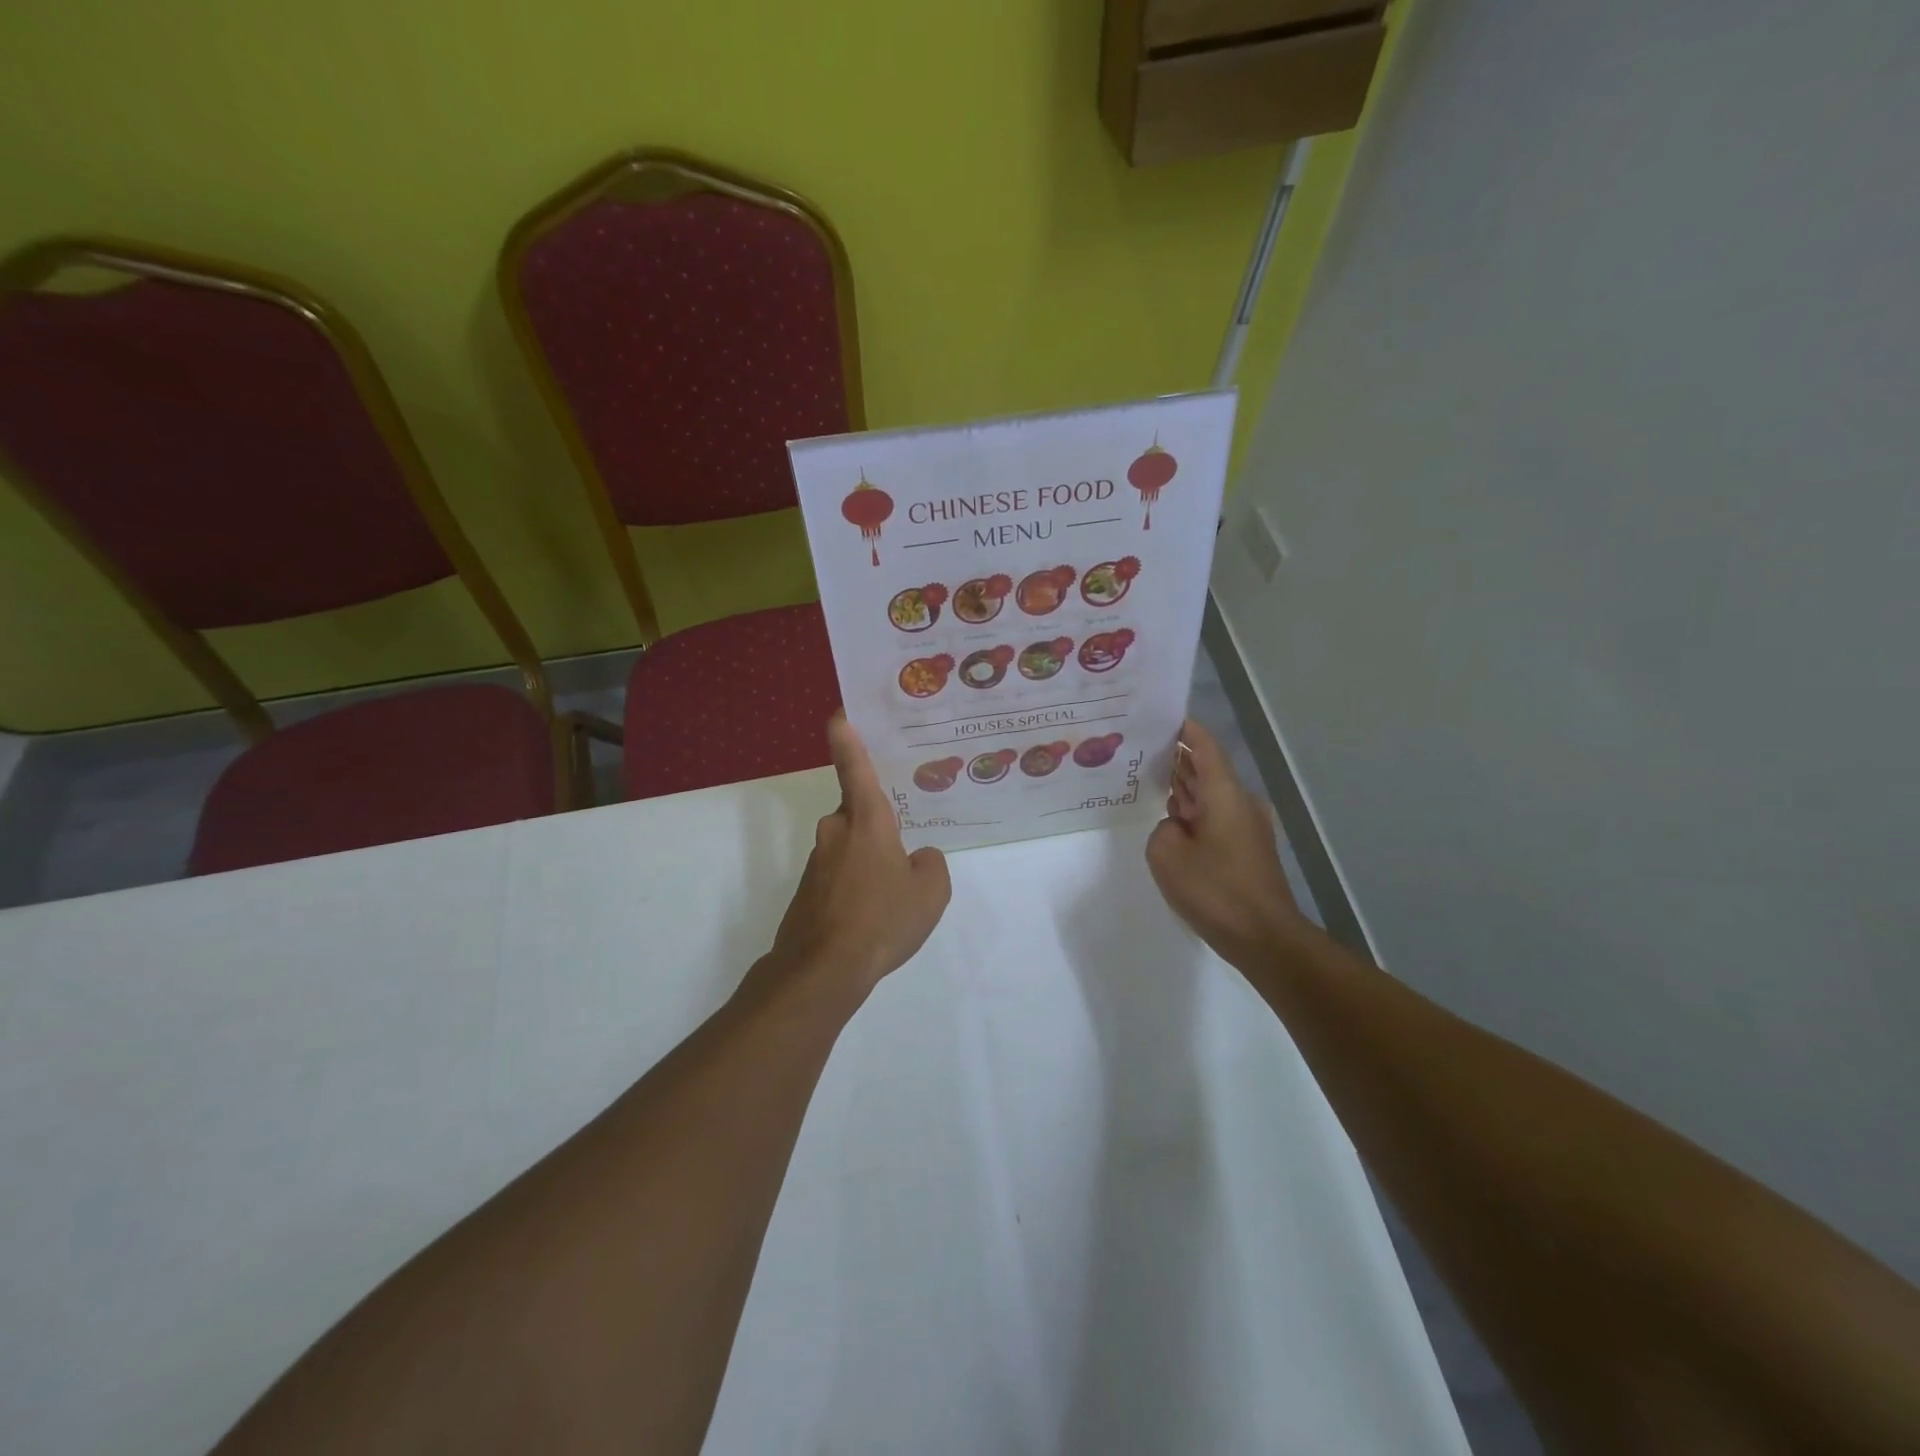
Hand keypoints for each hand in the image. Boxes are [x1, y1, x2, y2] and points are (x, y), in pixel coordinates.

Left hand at [759, 712, 951, 1004]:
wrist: (823, 969)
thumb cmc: (882, 919)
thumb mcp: (930, 892)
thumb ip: (930, 865)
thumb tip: (917, 859)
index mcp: (867, 820)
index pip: (855, 767)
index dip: (847, 738)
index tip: (838, 714)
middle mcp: (837, 831)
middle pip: (859, 813)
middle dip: (879, 825)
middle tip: (905, 847)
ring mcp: (818, 861)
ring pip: (851, 848)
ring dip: (870, 862)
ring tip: (894, 897)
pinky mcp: (808, 890)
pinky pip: (841, 875)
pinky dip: (857, 887)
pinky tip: (873, 917)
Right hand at [1145, 718, 1305, 968]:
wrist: (1263, 937)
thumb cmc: (1215, 889)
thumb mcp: (1166, 854)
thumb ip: (1162, 829)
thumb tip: (1175, 828)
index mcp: (1224, 793)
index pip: (1205, 746)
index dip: (1185, 728)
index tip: (1162, 715)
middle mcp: (1240, 802)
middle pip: (1207, 768)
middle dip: (1177, 757)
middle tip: (1141, 749)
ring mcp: (1247, 826)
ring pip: (1210, 794)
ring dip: (1184, 787)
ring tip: (1148, 778)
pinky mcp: (1246, 849)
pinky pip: (1215, 817)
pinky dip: (1193, 811)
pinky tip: (1169, 819)